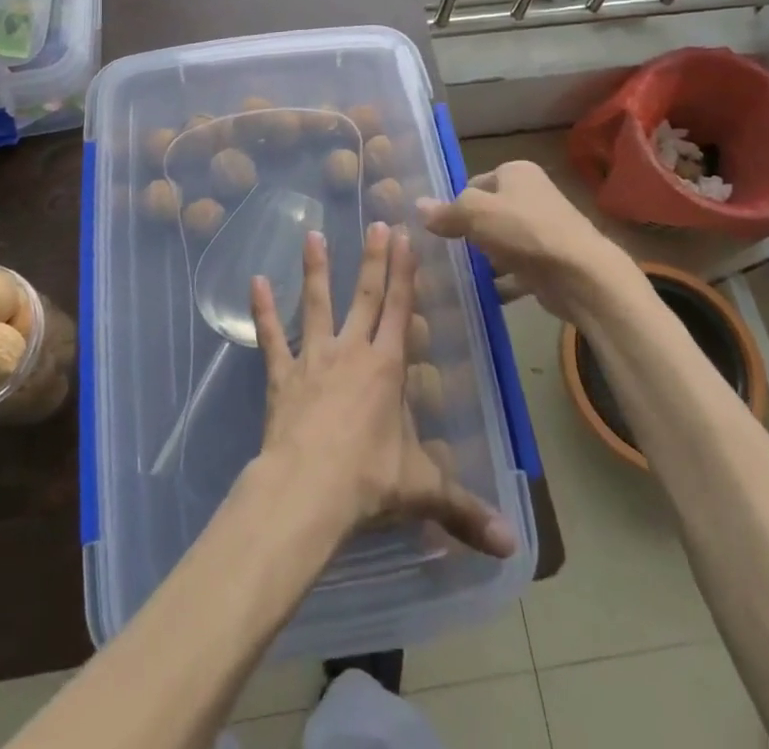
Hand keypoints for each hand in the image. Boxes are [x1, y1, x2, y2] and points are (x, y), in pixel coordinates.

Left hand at [250, 221, 516, 559]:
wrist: (306, 491)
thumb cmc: (368, 482)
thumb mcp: (422, 492)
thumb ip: (465, 510)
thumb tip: (513, 546)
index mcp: (387, 368)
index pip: (399, 309)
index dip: (404, 272)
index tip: (404, 236)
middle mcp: (351, 351)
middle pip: (364, 296)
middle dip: (372, 259)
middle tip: (374, 222)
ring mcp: (313, 359)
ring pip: (315, 304)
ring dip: (315, 270)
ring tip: (312, 234)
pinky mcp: (282, 375)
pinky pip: (271, 338)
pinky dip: (263, 311)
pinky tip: (255, 282)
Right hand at [416, 160, 620, 320]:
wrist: (581, 276)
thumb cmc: (524, 232)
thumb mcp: (475, 213)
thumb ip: (446, 211)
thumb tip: (418, 206)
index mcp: (517, 172)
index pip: (474, 183)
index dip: (456, 204)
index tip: (441, 228)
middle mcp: (532, 195)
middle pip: (487, 214)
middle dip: (468, 234)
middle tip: (445, 253)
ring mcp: (543, 230)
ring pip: (501, 243)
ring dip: (483, 260)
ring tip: (456, 277)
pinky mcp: (549, 262)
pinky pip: (515, 269)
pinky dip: (500, 281)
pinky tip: (481, 295)